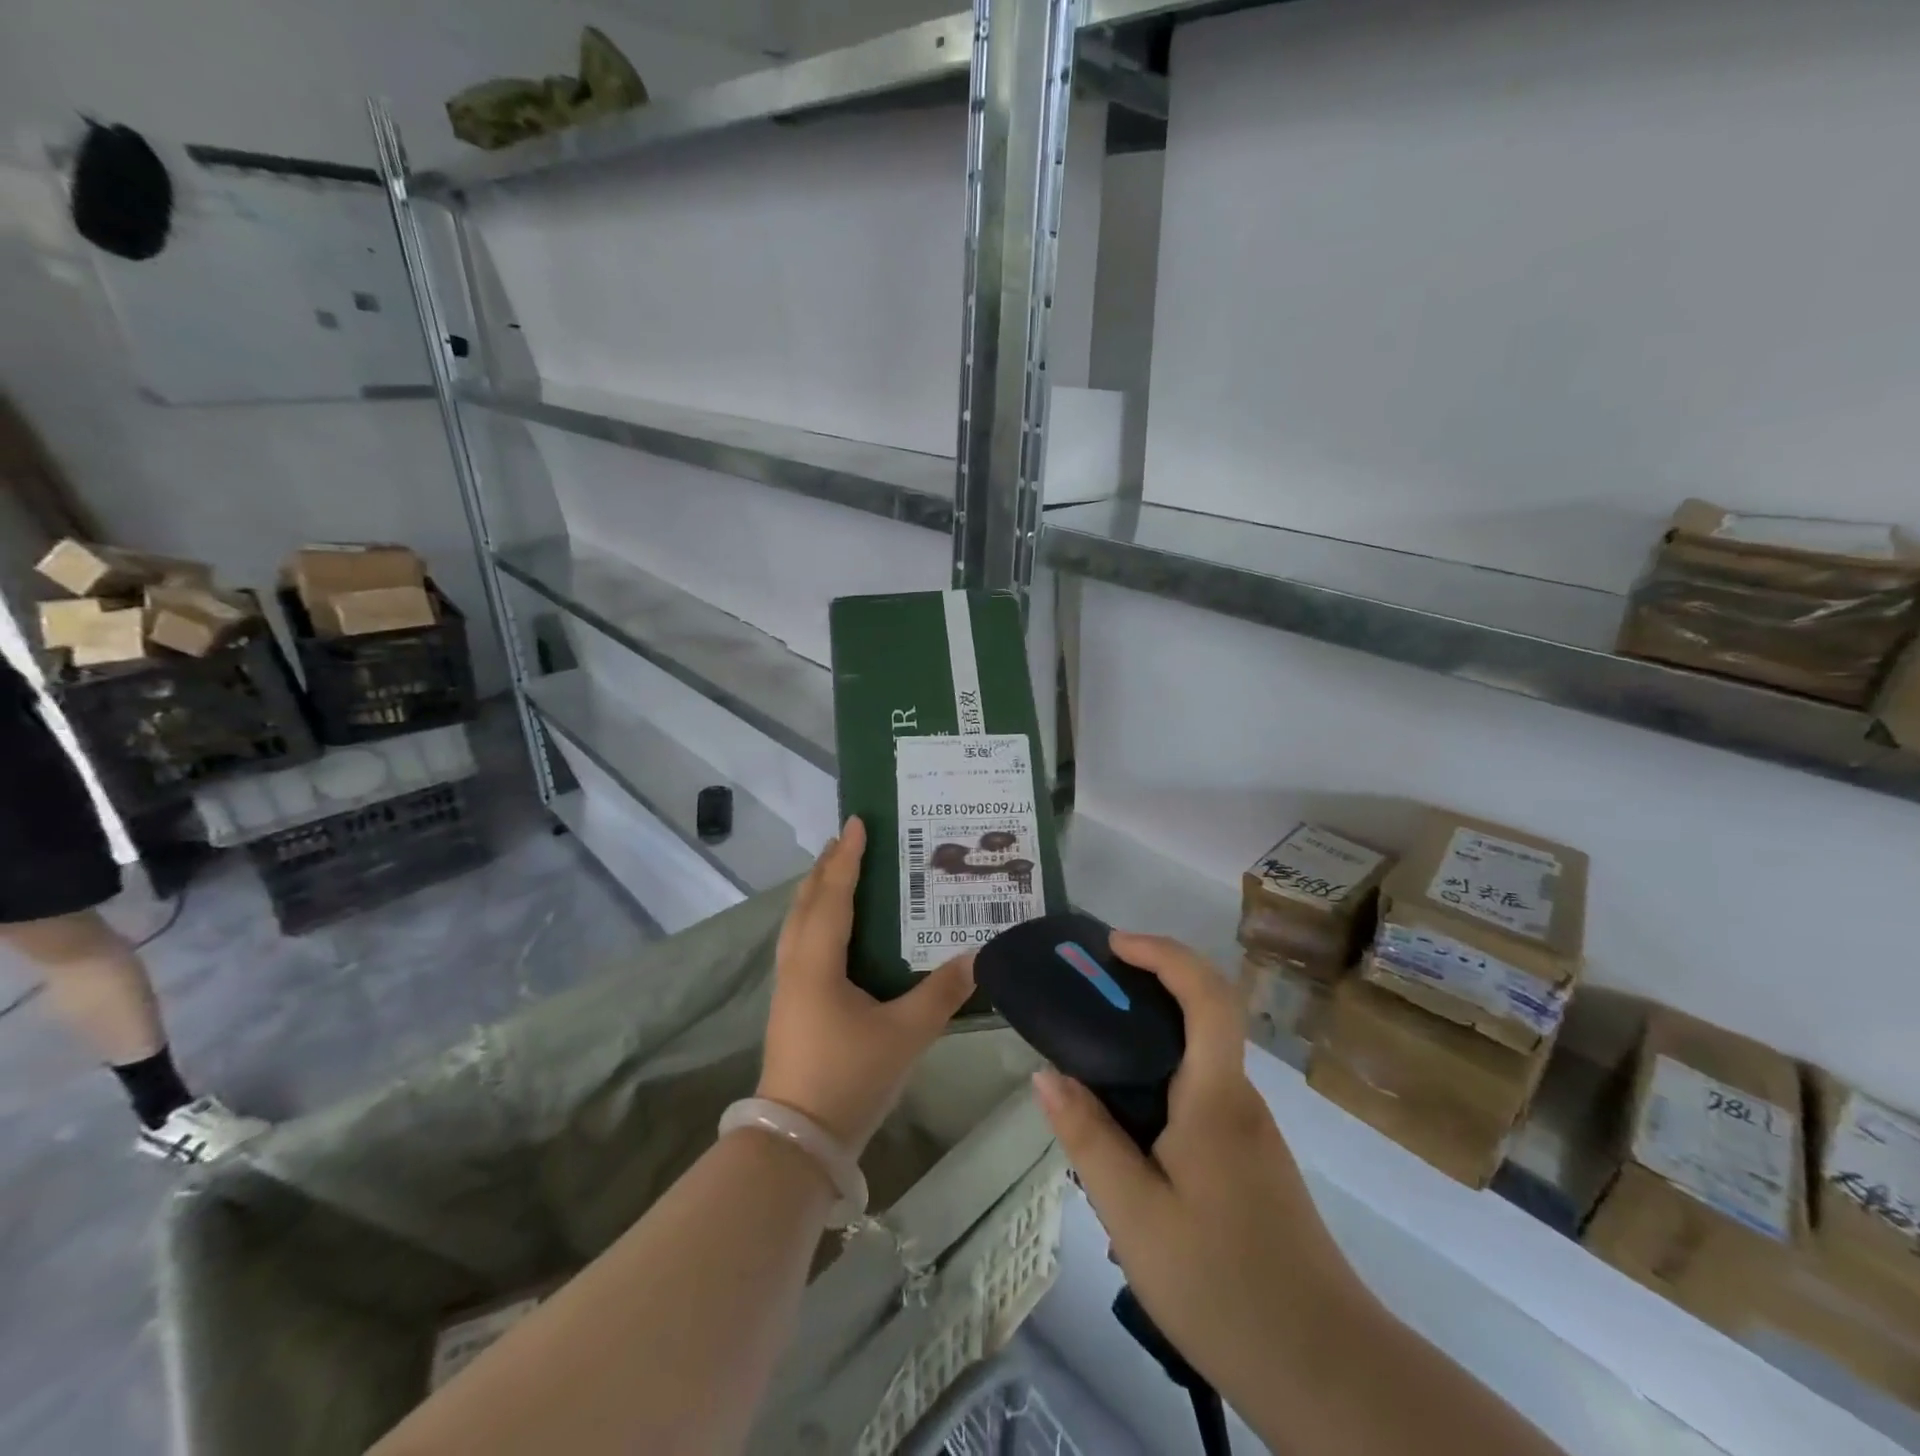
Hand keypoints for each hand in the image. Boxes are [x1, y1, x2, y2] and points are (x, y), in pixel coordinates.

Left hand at [757, 817, 974, 1152]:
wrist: (795, 1142)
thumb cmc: (849, 1078)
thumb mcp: (905, 1034)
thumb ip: (942, 993)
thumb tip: (979, 956)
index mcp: (819, 961)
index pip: (834, 894)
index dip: (846, 857)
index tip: (857, 821)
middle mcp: (797, 964)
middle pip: (807, 902)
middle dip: (827, 867)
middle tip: (848, 840)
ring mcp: (788, 987)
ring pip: (798, 923)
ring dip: (817, 892)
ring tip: (838, 873)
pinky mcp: (790, 1006)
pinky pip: (800, 943)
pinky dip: (815, 919)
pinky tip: (834, 931)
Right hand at [1031, 933, 1354, 1408]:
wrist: (1327, 1372)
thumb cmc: (1224, 1287)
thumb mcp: (1135, 1215)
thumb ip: (1089, 1138)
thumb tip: (1045, 1075)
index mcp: (1216, 1097)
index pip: (1207, 994)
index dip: (1163, 953)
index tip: (1113, 945)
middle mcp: (1239, 1099)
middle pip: (1205, 1013)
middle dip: (1149, 983)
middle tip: (1087, 993)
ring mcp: (1250, 1130)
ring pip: (1200, 1057)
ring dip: (1151, 1035)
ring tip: (1090, 1057)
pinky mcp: (1250, 1160)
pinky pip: (1201, 1093)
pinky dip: (1161, 1079)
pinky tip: (1125, 1125)